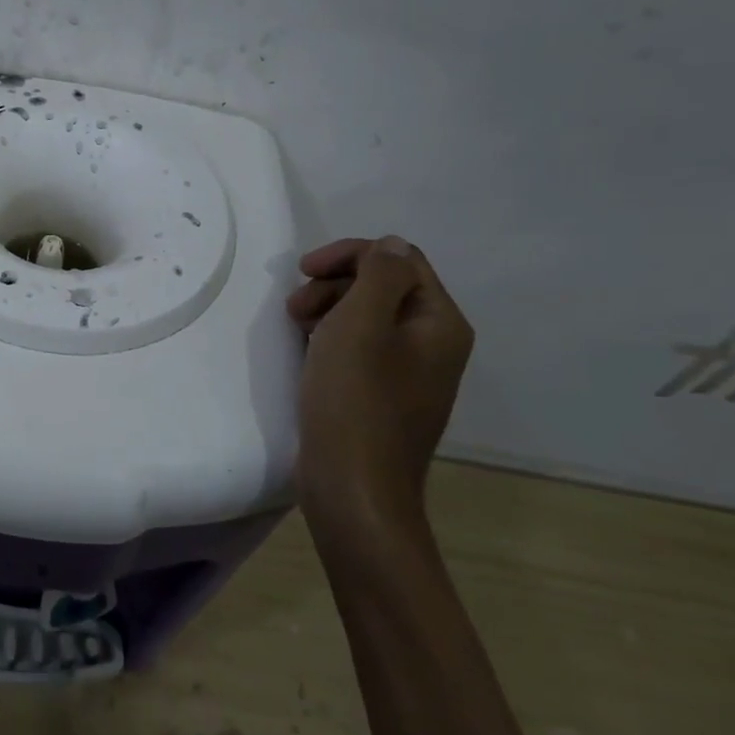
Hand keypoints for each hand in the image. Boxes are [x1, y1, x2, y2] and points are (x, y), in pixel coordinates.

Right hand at [284, 236, 472, 545]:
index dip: (349, 255)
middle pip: (384, 287)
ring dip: (328, 310)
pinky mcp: (383, 397)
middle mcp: (434, 344)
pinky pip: (360, 349)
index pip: (400, 260)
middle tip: (294, 307)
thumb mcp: (361, 323)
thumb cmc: (355, 400)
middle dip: (334, 285)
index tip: (302, 269)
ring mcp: (410, 374)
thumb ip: (379, 274)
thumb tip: (390, 246)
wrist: (353, 488)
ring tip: (294, 329)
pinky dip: (331, 340)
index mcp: (440, 323)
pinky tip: (307, 353)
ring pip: (368, 318)